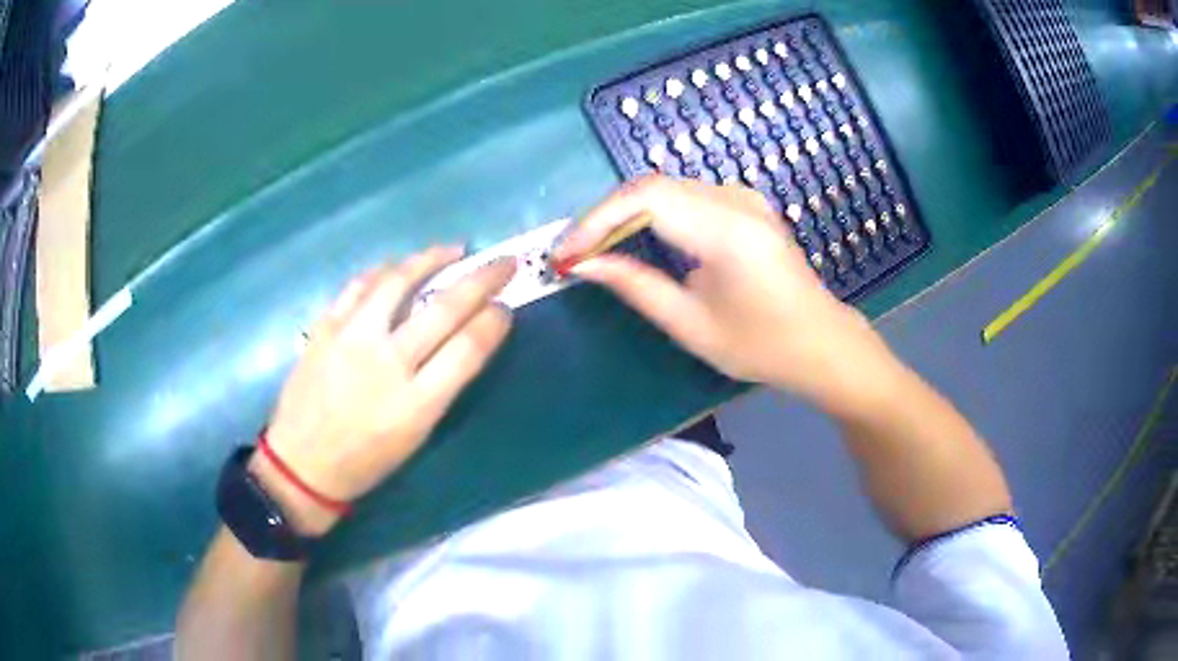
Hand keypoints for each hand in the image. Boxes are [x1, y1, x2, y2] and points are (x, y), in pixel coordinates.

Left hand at [255, 247, 515, 534]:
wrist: (303, 463)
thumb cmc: (366, 460)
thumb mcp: (417, 435)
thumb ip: (443, 385)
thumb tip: (468, 338)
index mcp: (416, 404)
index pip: (468, 348)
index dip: (493, 321)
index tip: (505, 308)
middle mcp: (386, 364)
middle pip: (444, 308)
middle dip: (482, 279)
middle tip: (503, 263)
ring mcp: (351, 339)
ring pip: (398, 282)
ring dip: (432, 260)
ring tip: (453, 250)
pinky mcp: (325, 328)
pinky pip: (358, 286)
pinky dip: (384, 271)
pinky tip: (399, 266)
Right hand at [556, 176, 890, 408]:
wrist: (820, 341)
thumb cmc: (761, 345)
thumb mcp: (691, 325)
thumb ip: (634, 286)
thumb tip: (582, 265)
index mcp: (728, 231)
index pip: (646, 198)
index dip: (597, 220)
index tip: (566, 254)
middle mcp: (737, 200)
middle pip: (652, 186)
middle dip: (604, 216)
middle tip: (573, 254)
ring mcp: (744, 197)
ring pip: (666, 187)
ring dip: (624, 213)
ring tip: (594, 248)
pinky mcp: (744, 203)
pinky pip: (685, 195)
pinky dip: (651, 213)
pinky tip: (634, 237)